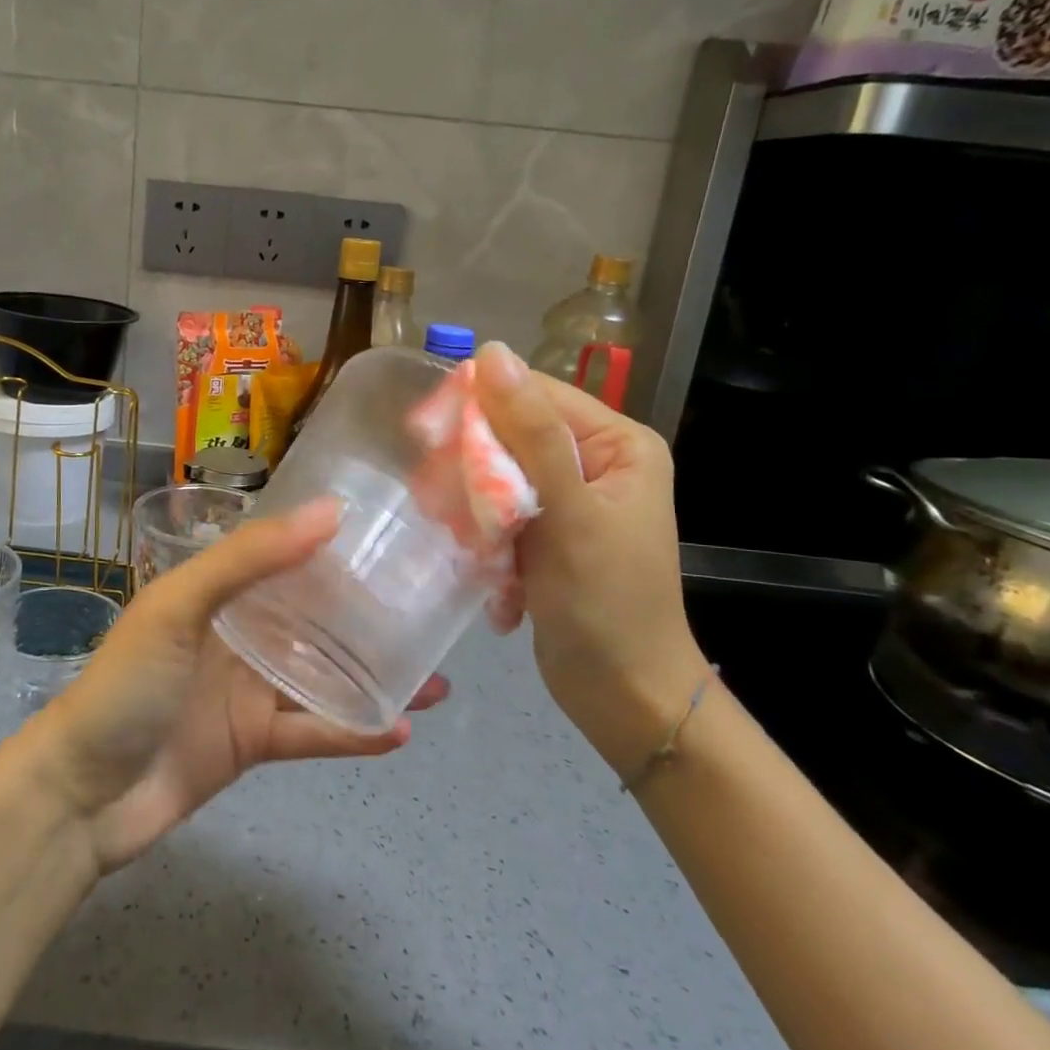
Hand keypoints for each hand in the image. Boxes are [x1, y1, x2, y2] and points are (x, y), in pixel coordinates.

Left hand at [14, 499, 447, 872]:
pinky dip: (353, 732)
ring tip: (435, 679)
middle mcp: (239, 633)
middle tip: (430, 613)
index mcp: (218, 591)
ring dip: (374, 677)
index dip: (334, 548)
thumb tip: (331, 511)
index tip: (392, 540)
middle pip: (314, 618)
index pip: (285, 557)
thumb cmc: (128, 685)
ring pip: (323, 676)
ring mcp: (248, 690)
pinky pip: (314, 732)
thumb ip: (250, 558)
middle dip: (368, 616)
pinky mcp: (254, 742)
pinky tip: (398, 730)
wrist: (82, 796)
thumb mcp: (180, 606)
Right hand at [472, 342, 709, 770]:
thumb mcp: (571, 512)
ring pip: (496, 479)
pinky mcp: (545, 536)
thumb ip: (532, 433)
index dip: (479, 408)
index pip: (533, 396)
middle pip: (510, 438)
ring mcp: (568, 502)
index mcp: (616, 444)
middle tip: (443, 508)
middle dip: (475, 476)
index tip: (425, 436)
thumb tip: (491, 353)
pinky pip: (498, 517)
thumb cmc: (606, 602)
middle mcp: (593, 463)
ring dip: (477, 517)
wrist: (624, 697)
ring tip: (476, 555)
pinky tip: (495, 582)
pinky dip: (487, 544)